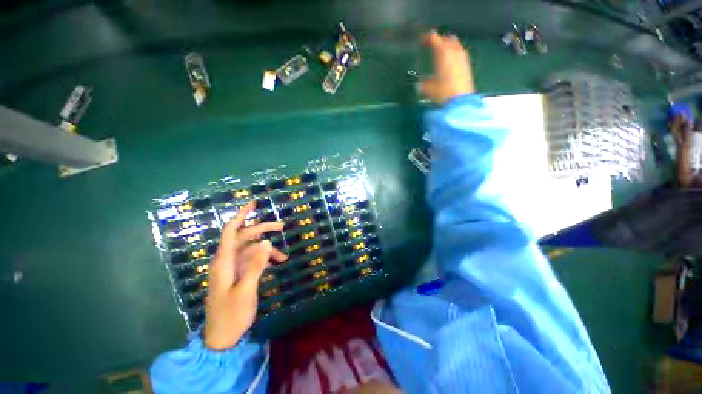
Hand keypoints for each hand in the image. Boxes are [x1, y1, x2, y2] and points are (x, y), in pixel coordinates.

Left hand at [204, 201, 286, 349]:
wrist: (223, 338)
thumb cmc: (231, 315)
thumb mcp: (246, 290)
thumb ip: (255, 265)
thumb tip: (267, 242)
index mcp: (224, 262)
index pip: (231, 232)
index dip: (241, 216)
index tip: (253, 204)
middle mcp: (227, 261)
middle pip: (245, 237)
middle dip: (262, 229)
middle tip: (282, 226)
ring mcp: (233, 269)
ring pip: (251, 249)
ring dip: (267, 249)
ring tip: (284, 255)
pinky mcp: (239, 275)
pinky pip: (253, 260)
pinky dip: (265, 259)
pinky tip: (276, 263)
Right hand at [420, 30, 474, 103]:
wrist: (460, 101)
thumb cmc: (442, 93)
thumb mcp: (427, 89)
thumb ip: (423, 82)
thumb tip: (421, 81)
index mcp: (442, 53)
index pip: (434, 38)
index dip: (426, 38)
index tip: (421, 40)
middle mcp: (454, 51)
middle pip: (446, 38)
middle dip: (438, 40)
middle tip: (431, 46)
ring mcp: (462, 56)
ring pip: (454, 44)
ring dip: (447, 45)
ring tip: (440, 52)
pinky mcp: (467, 64)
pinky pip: (459, 52)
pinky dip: (453, 52)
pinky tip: (450, 60)